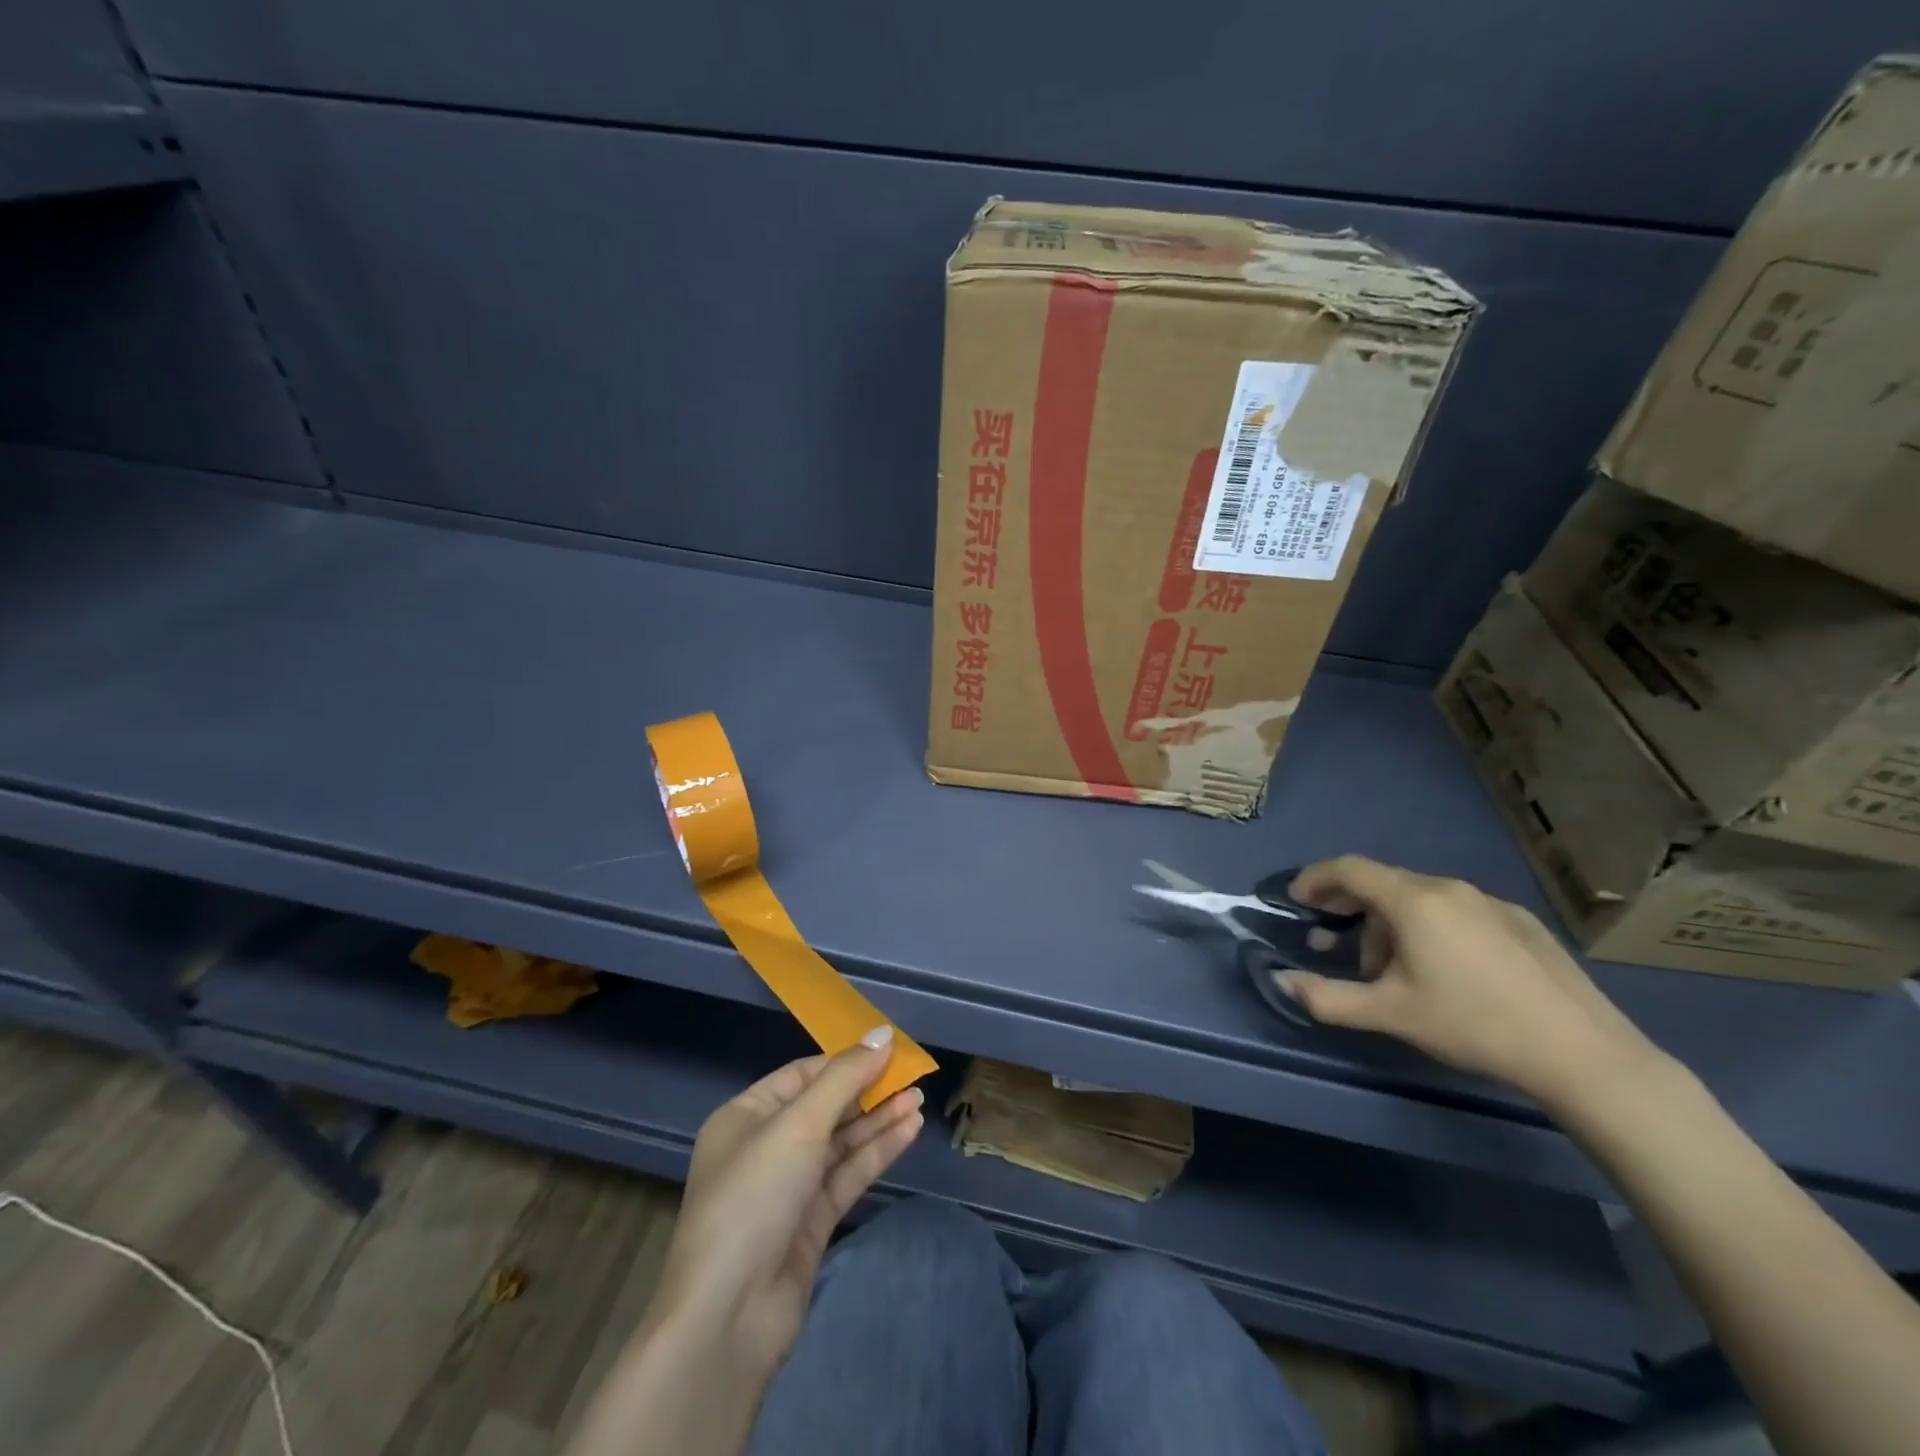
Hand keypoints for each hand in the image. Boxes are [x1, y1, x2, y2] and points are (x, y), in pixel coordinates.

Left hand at [653, 1027, 925, 1379]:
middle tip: (913, 1075)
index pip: (802, 1075)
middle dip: (867, 1090)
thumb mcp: (798, 1125)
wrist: (730, 1317)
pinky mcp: (811, 1222)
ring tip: (919, 1100)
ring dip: (878, 1120)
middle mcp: (765, 1147)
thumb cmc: (754, 1198)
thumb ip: (844, 1078)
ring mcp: (789, 1187)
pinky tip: (908, 1130)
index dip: (845, 1061)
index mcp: (745, 1117)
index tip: (888, 1049)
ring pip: (841, 1142)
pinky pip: (848, 1174)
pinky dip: (877, 1152)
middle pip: (825, 1107)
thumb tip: (882, 1033)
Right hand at [1281, 855, 1660, 1106]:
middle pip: (1383, 883)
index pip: (1348, 868)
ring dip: (1389, 923)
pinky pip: (1456, 910)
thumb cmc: (1473, 1024)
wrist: (1583, 1053)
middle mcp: (1448, 888)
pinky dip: (1429, 927)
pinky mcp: (1520, 921)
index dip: (1315, 879)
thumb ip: (1327, 997)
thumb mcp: (1389, 1014)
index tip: (1297, 900)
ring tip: (1391, 969)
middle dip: (1350, 908)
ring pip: (1420, 898)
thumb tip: (1281, 980)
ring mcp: (1489, 901)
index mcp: (1413, 901)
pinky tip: (1444, 971)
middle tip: (1334, 941)